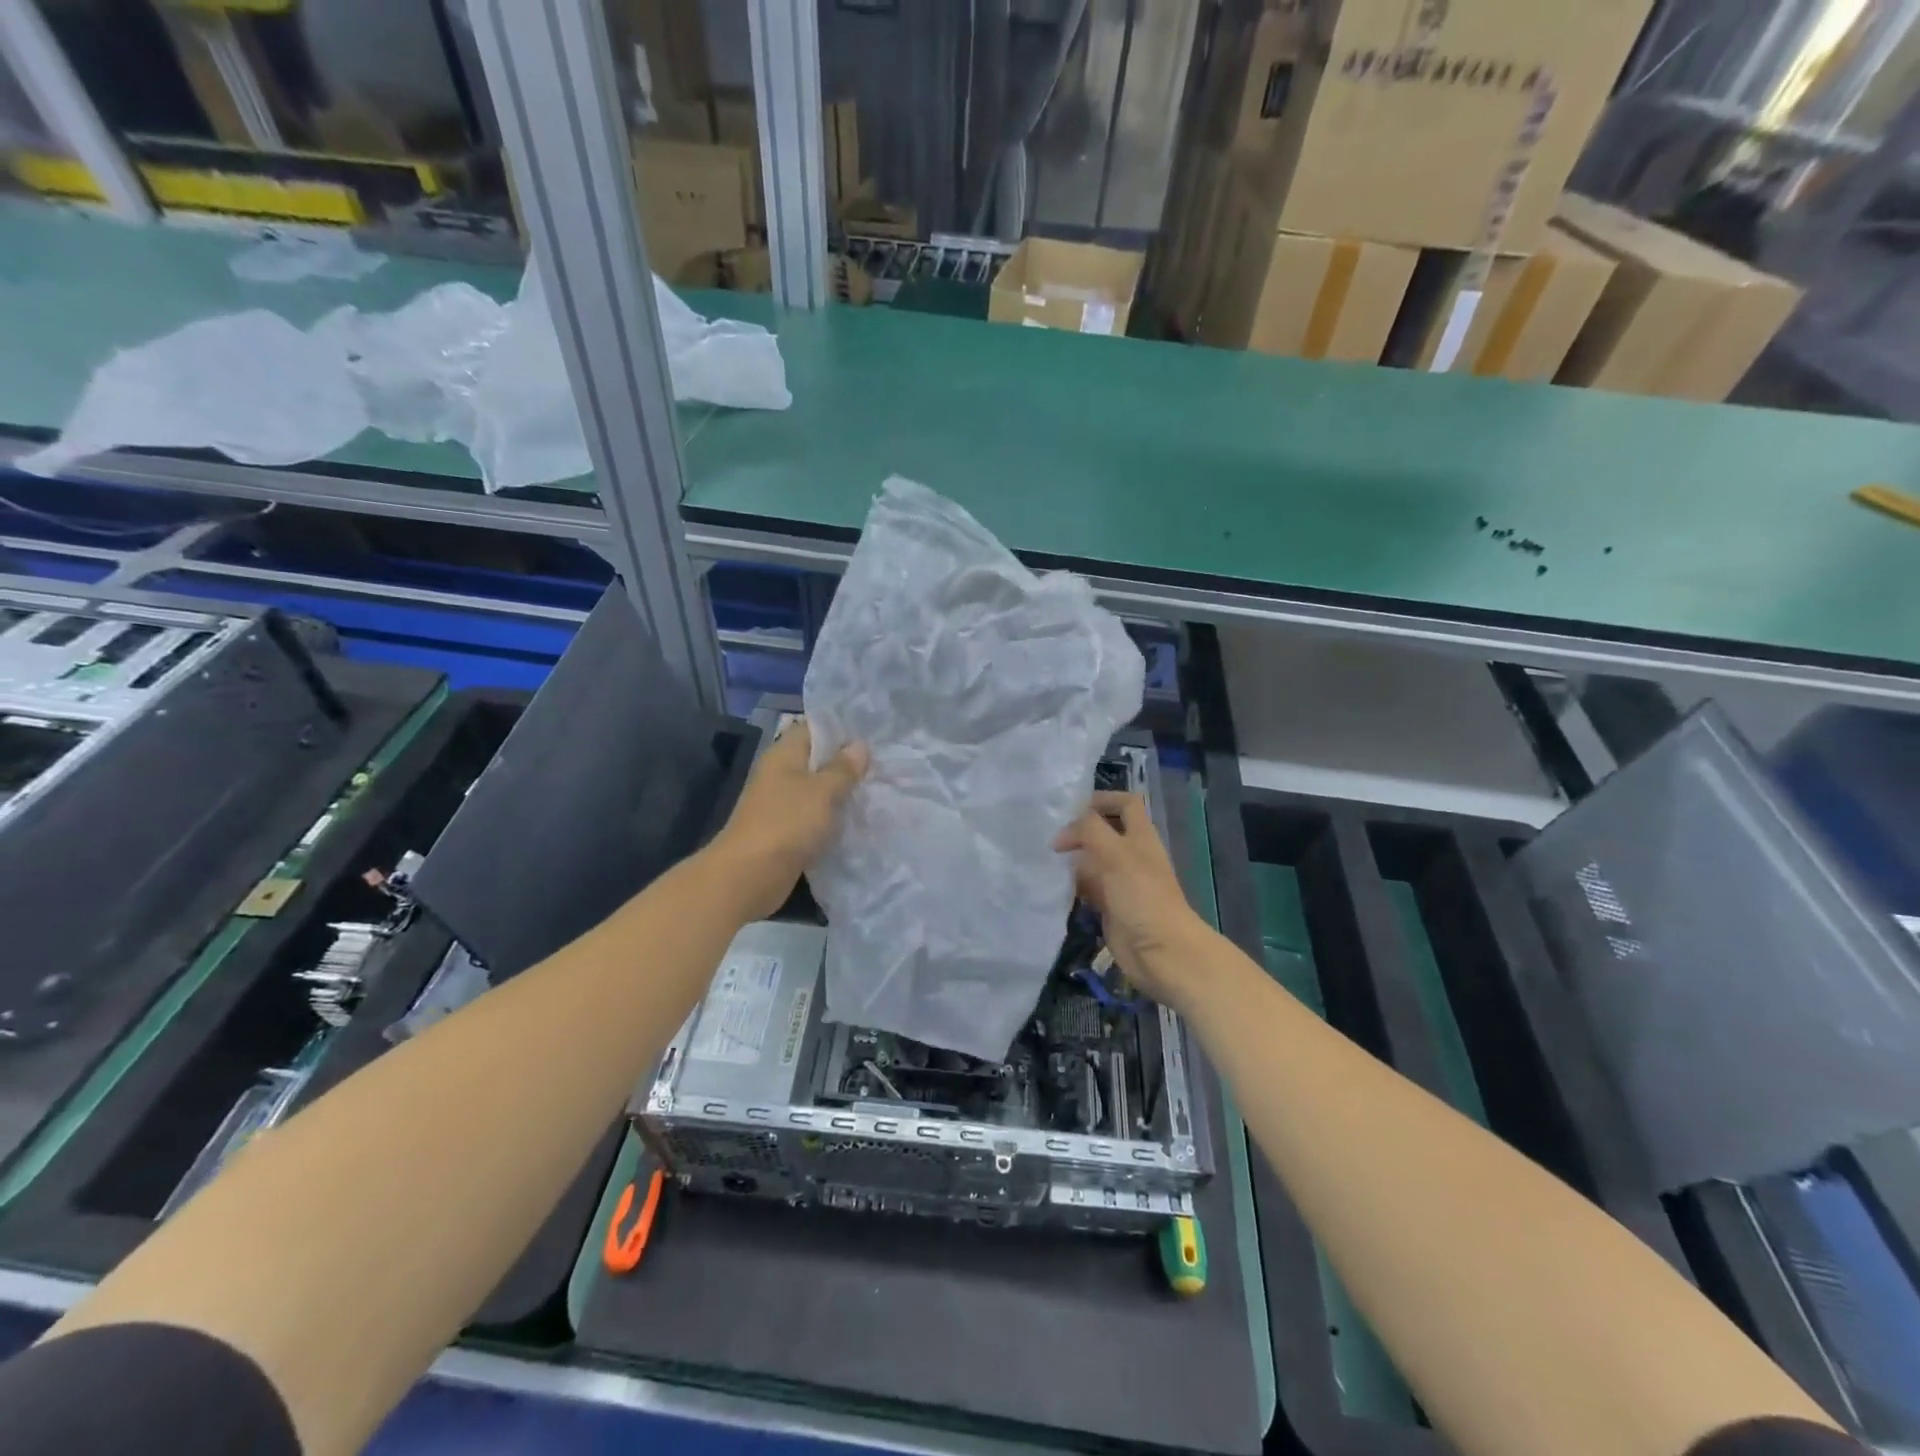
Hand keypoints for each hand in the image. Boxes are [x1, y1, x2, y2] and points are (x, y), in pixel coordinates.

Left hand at [711, 719, 867, 920]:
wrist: (749, 876)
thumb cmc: (786, 823)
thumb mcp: (822, 791)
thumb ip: (843, 768)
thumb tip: (860, 745)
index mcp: (784, 754)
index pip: (815, 728)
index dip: (844, 728)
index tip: (875, 734)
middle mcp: (782, 774)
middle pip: (819, 759)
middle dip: (849, 763)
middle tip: (886, 764)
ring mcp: (782, 804)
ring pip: (820, 790)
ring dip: (844, 792)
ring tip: (880, 790)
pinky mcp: (787, 831)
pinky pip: (816, 816)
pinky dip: (834, 818)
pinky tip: (861, 820)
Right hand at [1055, 792, 1213, 1010]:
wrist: (1161, 951)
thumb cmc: (1142, 896)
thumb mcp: (1115, 853)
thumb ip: (1089, 831)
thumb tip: (1062, 833)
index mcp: (1140, 836)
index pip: (1126, 803)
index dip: (1103, 799)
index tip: (1073, 807)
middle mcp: (1131, 855)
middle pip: (1104, 831)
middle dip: (1079, 830)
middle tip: (1050, 835)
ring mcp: (1121, 882)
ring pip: (1092, 861)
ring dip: (1071, 859)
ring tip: (1043, 859)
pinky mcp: (1110, 907)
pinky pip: (1087, 889)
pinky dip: (1071, 886)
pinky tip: (1052, 886)